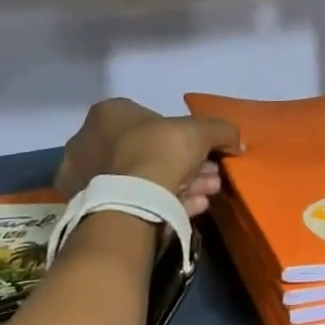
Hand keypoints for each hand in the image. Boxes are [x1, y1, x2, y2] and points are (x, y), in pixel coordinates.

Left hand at [55, 99, 242, 217]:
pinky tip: (192, 208)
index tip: (205, 153)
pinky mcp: (89, 210)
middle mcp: (89, 141)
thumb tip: (238, 141)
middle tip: (210, 177)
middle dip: (185, 164)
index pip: (151, 119)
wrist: (131, 204)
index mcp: (107, 114)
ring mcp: (86, 178)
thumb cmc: (160, 152)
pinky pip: (134, 200)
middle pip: (149, 151)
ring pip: (143, 178)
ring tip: (206, 195)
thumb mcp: (201, 131)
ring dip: (180, 184)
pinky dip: (164, 202)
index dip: (185, 136)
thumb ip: (221, 131)